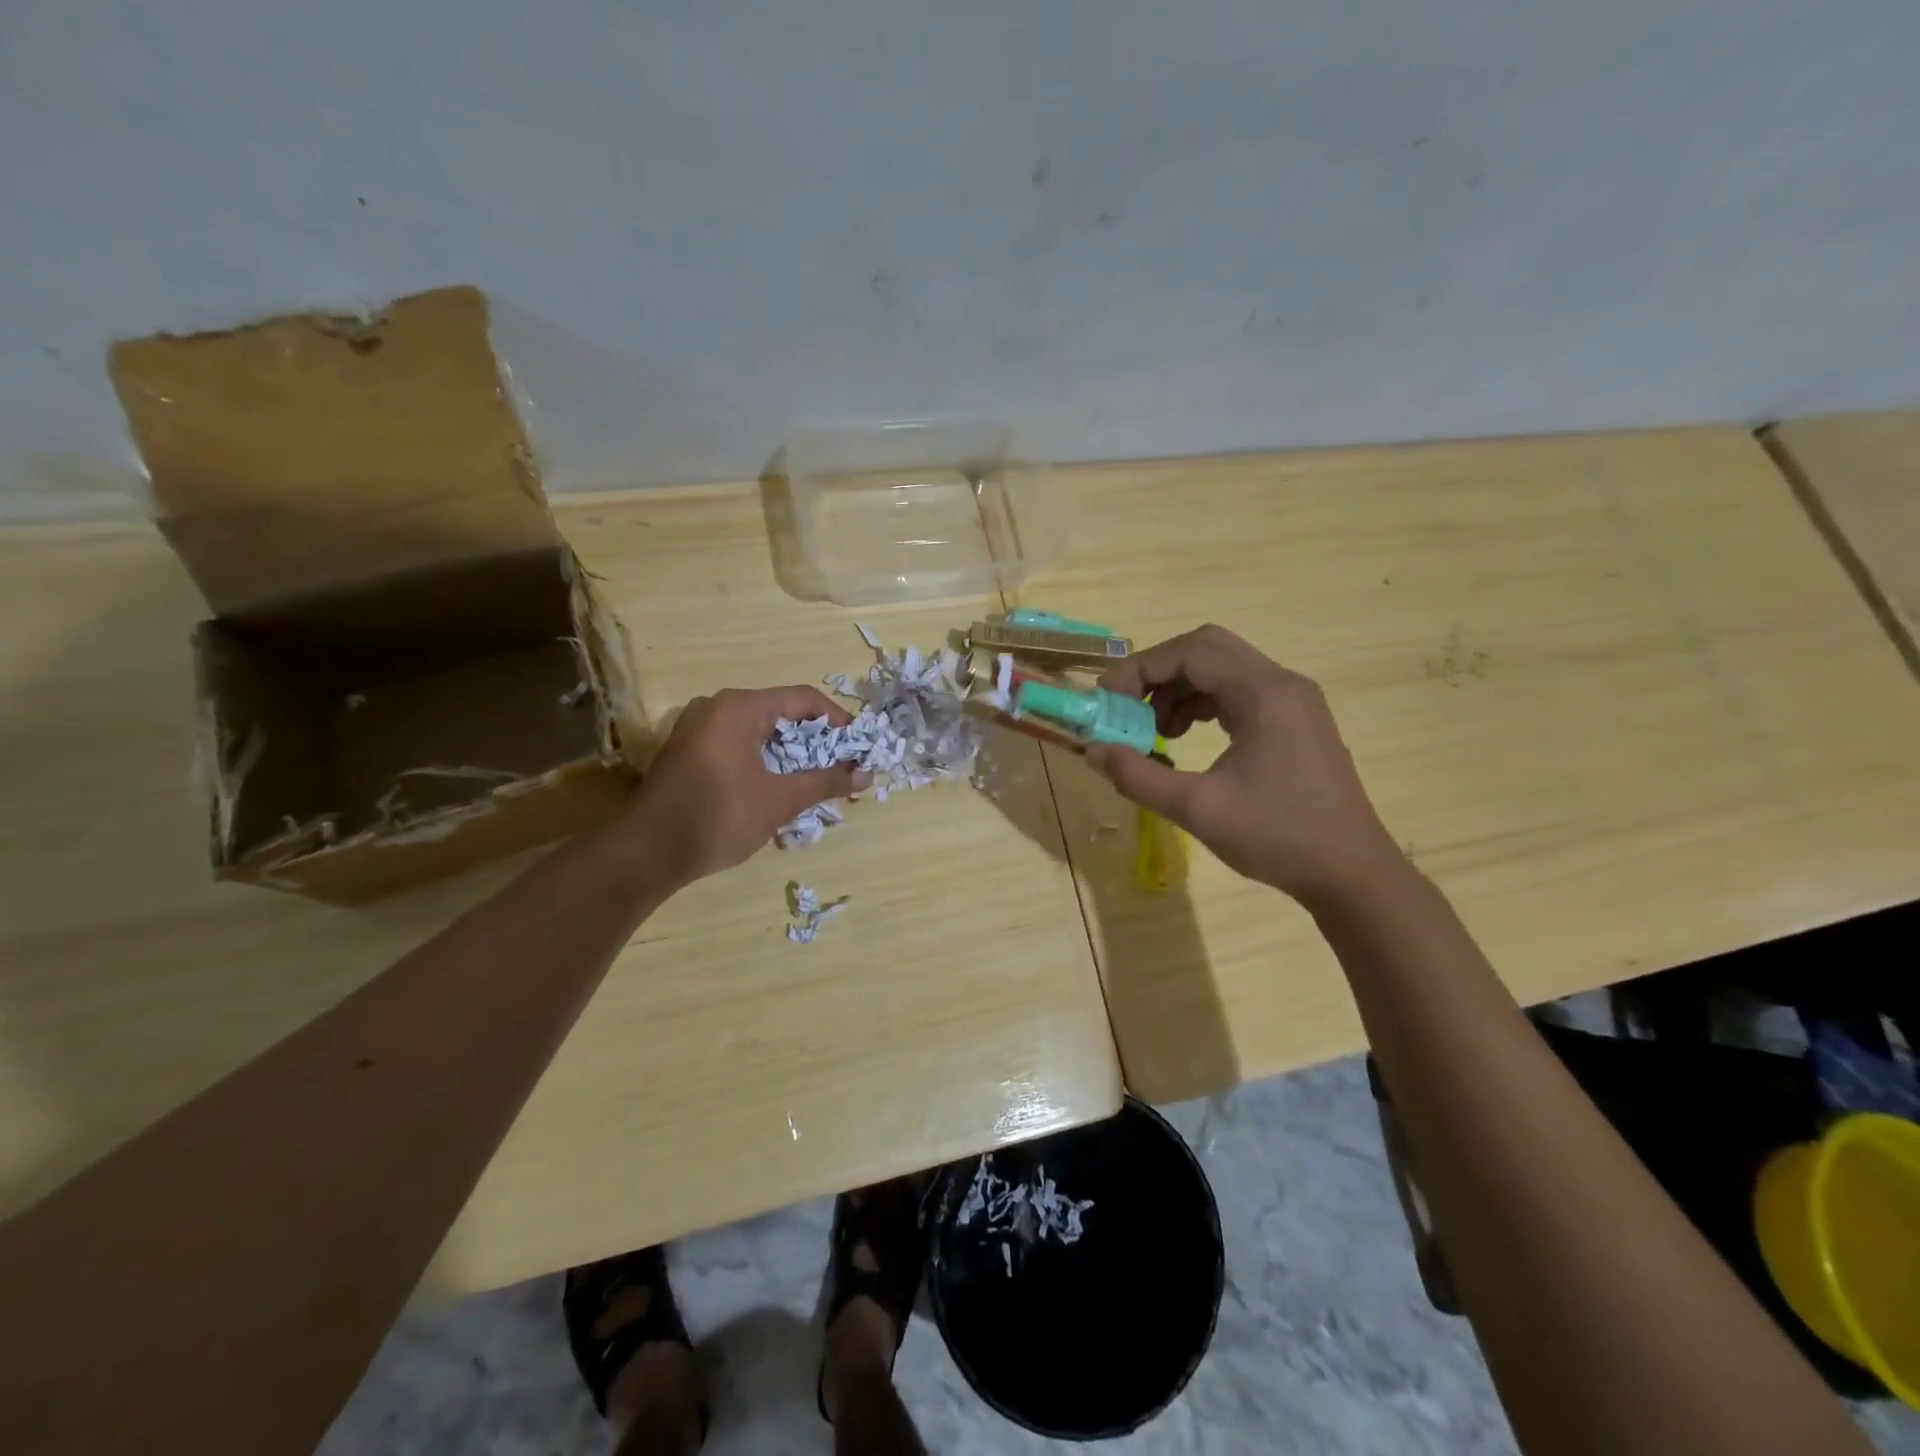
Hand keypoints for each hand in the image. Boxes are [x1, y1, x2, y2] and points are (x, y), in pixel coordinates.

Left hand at [630, 686, 865, 883]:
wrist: (645, 853)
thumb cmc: (718, 817)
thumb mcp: (780, 800)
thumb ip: (825, 781)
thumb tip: (866, 774)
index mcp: (740, 707)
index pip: (804, 699)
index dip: (837, 721)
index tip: (857, 747)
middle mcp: (716, 706)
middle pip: (780, 711)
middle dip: (814, 738)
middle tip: (839, 765)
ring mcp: (696, 727)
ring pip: (757, 728)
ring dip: (788, 750)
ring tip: (812, 777)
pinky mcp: (685, 749)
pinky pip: (735, 741)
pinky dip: (762, 756)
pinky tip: (775, 783)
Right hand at [1086, 625, 1404, 911]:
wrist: (1351, 873)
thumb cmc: (1277, 837)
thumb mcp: (1197, 809)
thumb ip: (1138, 776)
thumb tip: (1092, 751)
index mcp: (1264, 693)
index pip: (1190, 652)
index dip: (1140, 669)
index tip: (1107, 700)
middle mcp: (1282, 683)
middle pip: (1207, 649)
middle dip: (1159, 674)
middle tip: (1129, 709)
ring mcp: (1293, 700)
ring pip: (1223, 669)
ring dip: (1180, 690)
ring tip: (1156, 733)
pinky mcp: (1296, 721)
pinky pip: (1240, 692)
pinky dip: (1204, 704)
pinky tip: (1186, 738)